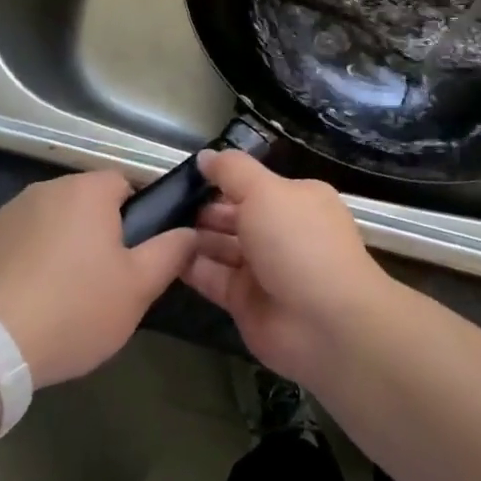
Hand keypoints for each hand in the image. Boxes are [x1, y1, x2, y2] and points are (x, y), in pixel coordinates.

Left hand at [0, 171, 194, 387]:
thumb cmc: (74, 308)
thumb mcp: (138, 288)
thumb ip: (171, 252)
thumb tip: (190, 231)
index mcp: (88, 191)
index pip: (125, 184)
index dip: (137, 217)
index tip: (136, 256)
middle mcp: (47, 188)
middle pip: (87, 203)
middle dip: (99, 234)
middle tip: (105, 282)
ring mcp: (9, 212)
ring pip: (53, 223)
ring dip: (63, 246)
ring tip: (64, 297)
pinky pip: (21, 242)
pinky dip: (30, 261)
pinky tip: (29, 301)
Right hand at [181, 150, 393, 384]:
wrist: (325, 324)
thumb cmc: (298, 242)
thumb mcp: (265, 192)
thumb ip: (232, 171)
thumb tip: (206, 156)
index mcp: (296, 200)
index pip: (253, 185)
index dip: (221, 180)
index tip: (185, 176)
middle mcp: (281, 232)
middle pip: (235, 216)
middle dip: (202, 209)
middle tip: (162, 203)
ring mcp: (264, 269)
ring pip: (221, 247)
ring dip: (192, 237)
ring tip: (155, 226)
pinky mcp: (245, 302)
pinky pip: (212, 278)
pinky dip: (190, 267)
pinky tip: (162, 255)